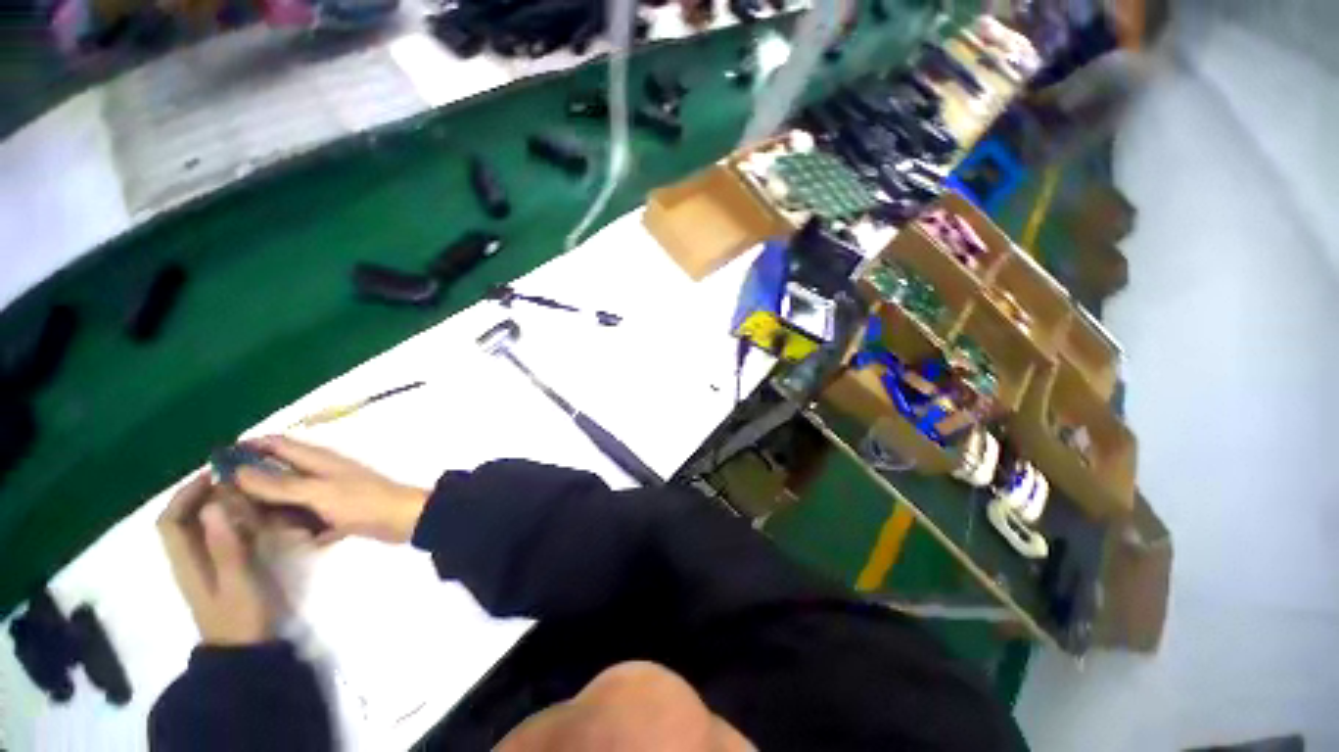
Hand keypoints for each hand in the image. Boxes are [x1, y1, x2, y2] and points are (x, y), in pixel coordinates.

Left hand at [158, 474, 273, 645]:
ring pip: (200, 527)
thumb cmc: (239, 615)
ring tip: (246, 492)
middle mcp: (189, 559)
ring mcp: (204, 566)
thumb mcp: (236, 581)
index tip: (214, 475)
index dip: (185, 494)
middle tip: (236, 479)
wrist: (245, 651)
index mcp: (186, 560)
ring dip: (216, 506)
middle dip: (202, 495)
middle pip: (183, 520)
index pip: (171, 520)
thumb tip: (214, 506)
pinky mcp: (221, 570)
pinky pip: (217, 537)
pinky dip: (229, 521)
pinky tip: (251, 517)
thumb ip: (225, 546)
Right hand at [235, 436, 428, 543]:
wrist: (404, 520)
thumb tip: (236, 470)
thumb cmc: (361, 502)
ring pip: (288, 501)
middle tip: (239, 514)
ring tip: (284, 531)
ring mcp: (328, 491)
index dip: (245, 449)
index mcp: (316, 458)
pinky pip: (307, 519)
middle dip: (255, 493)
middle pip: (275, 475)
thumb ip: (278, 484)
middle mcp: (319, 471)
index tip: (215, 469)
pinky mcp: (336, 511)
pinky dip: (305, 529)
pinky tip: (312, 539)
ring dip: (281, 516)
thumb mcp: (316, 493)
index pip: (274, 444)